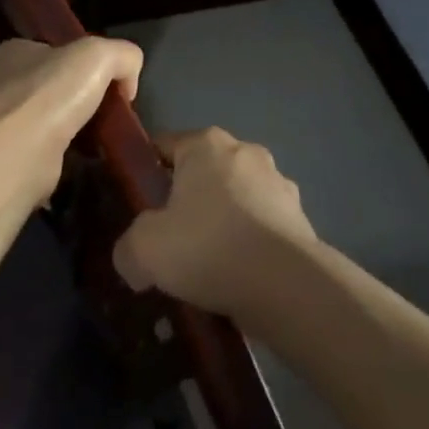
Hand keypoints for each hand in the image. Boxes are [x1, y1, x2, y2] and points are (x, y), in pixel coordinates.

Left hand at [0, 38, 143, 206]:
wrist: (19, 155)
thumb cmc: (52, 94)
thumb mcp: (100, 54)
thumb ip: (123, 56)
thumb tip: (127, 84)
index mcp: (14, 52)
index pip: (55, 51)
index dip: (85, 63)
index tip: (109, 82)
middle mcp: (2, 84)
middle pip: (54, 86)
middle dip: (81, 98)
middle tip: (109, 112)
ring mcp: (3, 124)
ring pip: (51, 120)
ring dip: (74, 128)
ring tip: (102, 138)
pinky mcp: (10, 158)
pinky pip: (47, 151)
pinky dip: (67, 155)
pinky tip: (85, 159)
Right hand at [113, 128, 316, 321]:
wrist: (287, 285)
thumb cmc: (209, 247)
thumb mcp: (145, 250)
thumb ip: (128, 248)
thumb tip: (132, 258)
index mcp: (206, 144)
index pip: (164, 146)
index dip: (146, 174)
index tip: (138, 208)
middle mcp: (245, 151)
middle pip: (203, 173)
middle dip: (187, 202)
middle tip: (171, 242)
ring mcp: (279, 183)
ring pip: (236, 200)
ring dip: (222, 225)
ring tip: (208, 269)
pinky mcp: (301, 217)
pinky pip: (262, 228)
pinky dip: (250, 246)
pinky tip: (238, 279)